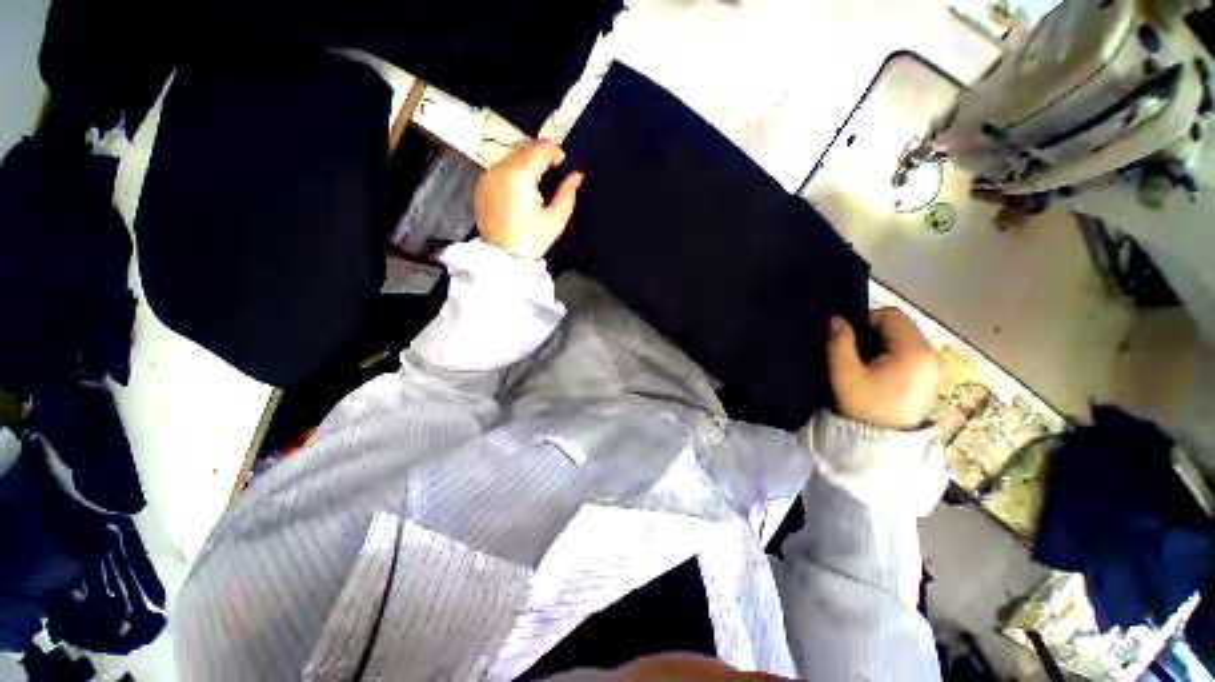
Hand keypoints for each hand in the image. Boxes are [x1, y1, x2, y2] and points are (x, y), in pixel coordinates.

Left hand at [474, 140, 584, 258]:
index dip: (554, 151)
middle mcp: (499, 170)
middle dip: (540, 155)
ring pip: (510, 158)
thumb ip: (567, 193)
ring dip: (526, 162)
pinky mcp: (482, 187)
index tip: (563, 160)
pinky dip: (513, 171)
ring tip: (538, 180)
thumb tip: (576, 176)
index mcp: (518, 176)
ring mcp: (487, 178)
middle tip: (553, 170)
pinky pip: (500, 169)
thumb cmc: (530, 240)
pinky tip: (522, 188)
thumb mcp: (555, 219)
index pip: (538, 150)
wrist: (503, 258)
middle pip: (523, 150)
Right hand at [827, 308, 942, 430]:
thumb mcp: (843, 373)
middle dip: (876, 332)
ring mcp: (938, 368)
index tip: (850, 337)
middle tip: (855, 351)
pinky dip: (897, 355)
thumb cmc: (863, 405)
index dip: (867, 320)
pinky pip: (915, 354)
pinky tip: (883, 372)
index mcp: (914, 352)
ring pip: (908, 340)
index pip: (892, 316)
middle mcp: (933, 355)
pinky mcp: (936, 378)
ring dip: (886, 343)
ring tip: (868, 363)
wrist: (882, 444)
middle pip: (902, 326)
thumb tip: (836, 319)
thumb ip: (839, 342)